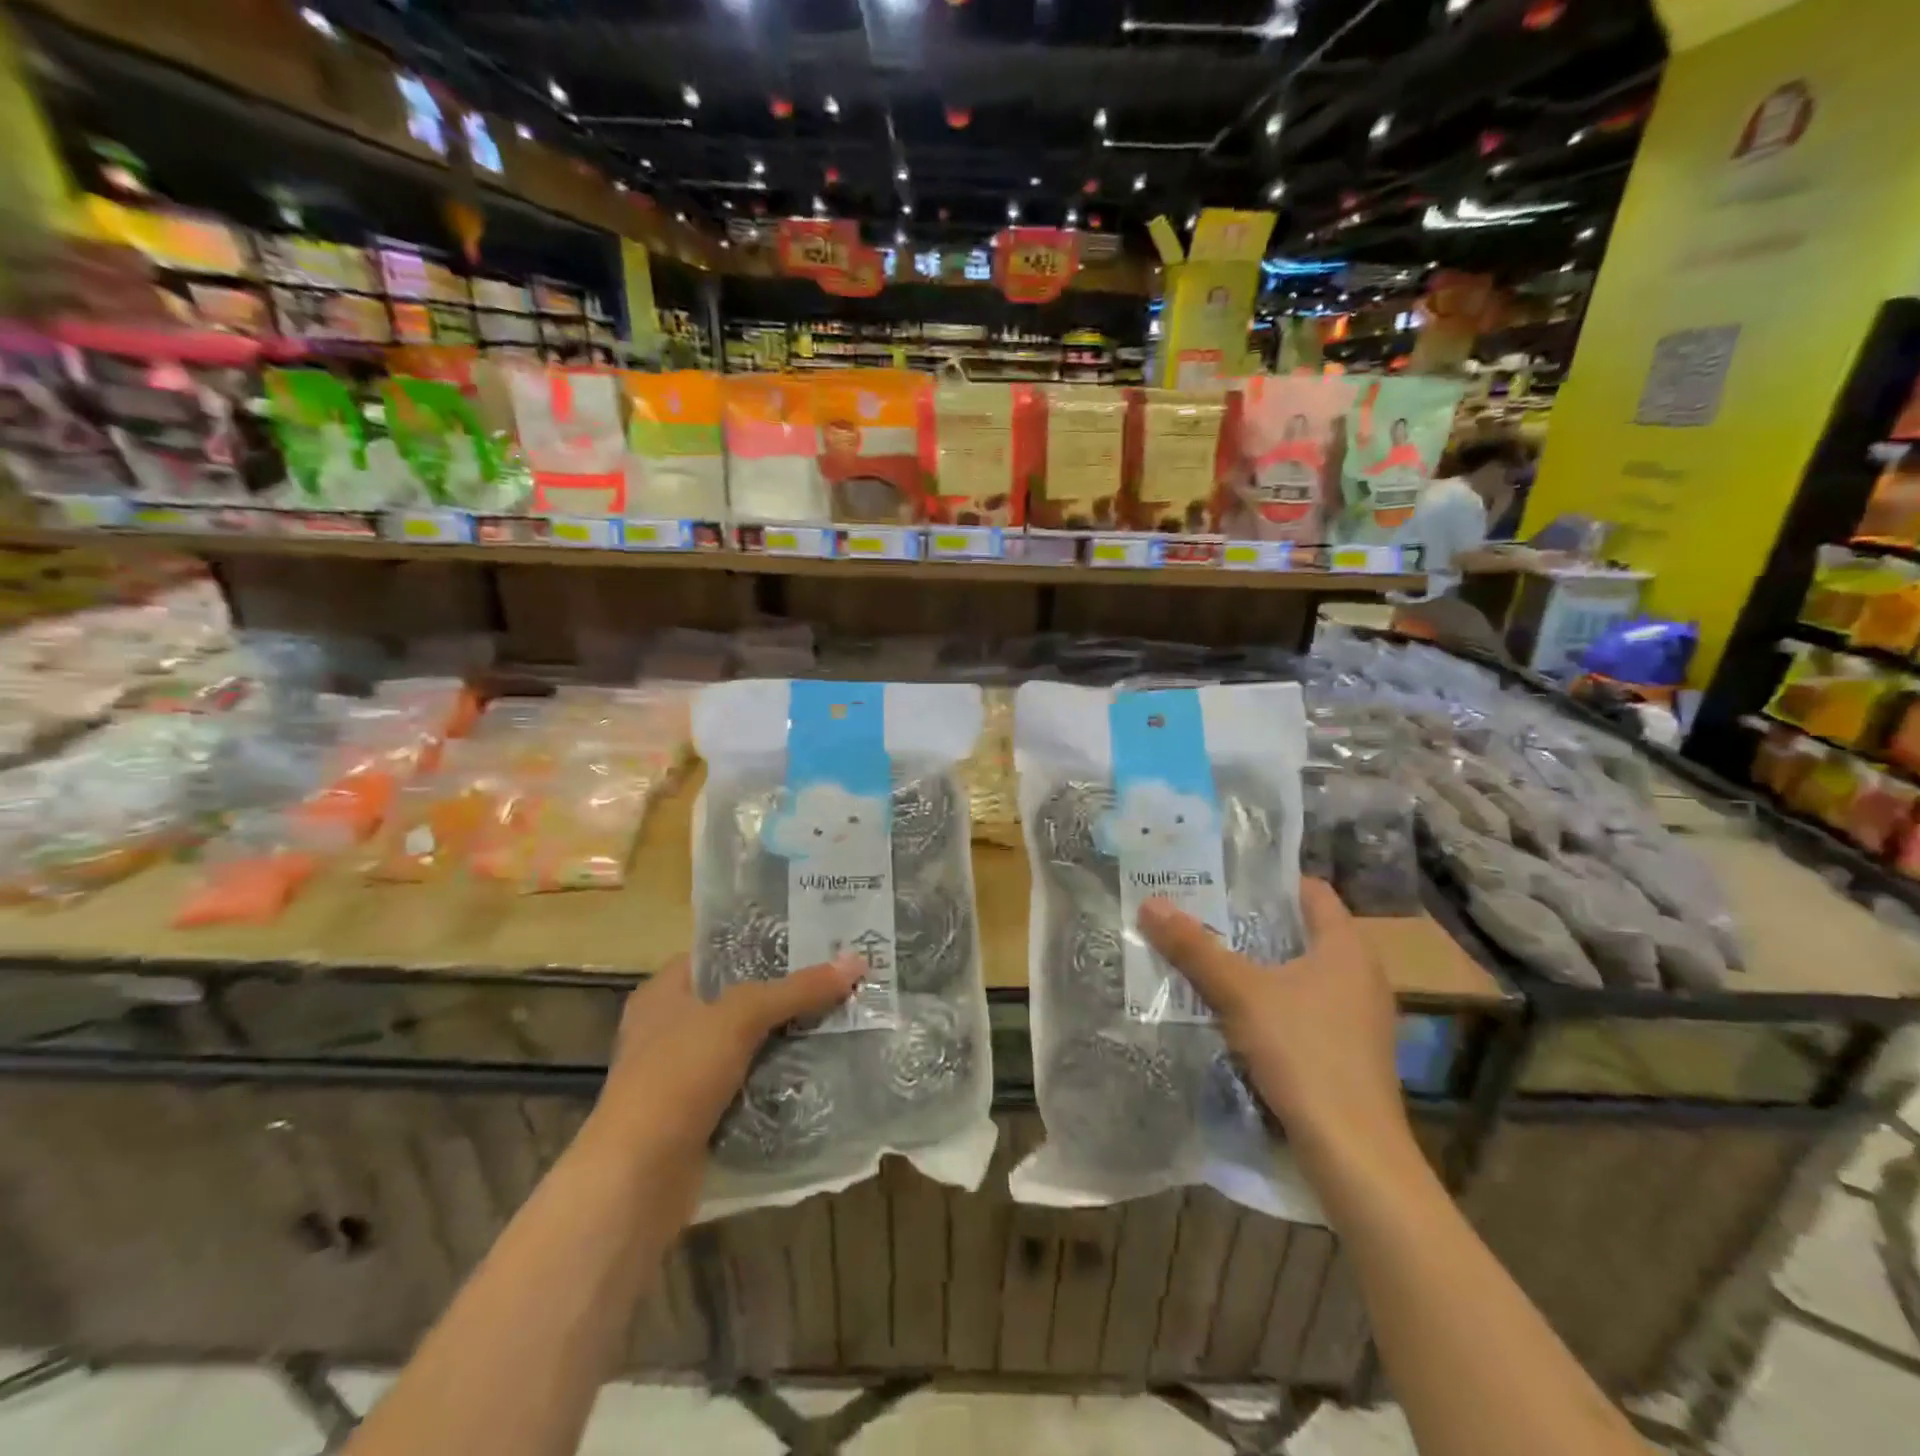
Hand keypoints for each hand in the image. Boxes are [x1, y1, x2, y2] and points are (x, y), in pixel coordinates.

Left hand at [588, 953, 863, 1160]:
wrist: (637, 1182)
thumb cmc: (677, 1078)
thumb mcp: (740, 1018)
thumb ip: (796, 989)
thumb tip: (855, 961)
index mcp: (664, 992)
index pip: (720, 953)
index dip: (765, 944)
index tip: (814, 940)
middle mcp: (670, 1028)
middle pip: (740, 999)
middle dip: (787, 993)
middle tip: (839, 978)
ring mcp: (684, 1076)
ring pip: (748, 1044)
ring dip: (788, 1039)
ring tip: (842, 1017)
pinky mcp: (701, 1116)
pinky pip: (750, 1085)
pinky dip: (779, 1080)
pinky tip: (821, 1068)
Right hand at [1137, 879, 1411, 1170]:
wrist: (1354, 1153)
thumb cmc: (1304, 1053)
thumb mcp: (1240, 994)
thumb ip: (1196, 948)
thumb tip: (1151, 903)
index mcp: (1347, 947)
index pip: (1311, 891)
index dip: (1269, 880)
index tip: (1224, 877)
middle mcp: (1361, 974)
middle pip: (1302, 931)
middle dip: (1253, 922)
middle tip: (1203, 913)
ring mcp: (1359, 1016)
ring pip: (1302, 972)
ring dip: (1260, 964)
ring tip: (1210, 957)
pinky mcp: (1350, 1050)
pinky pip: (1306, 1006)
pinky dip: (1273, 999)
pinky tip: (1236, 1010)